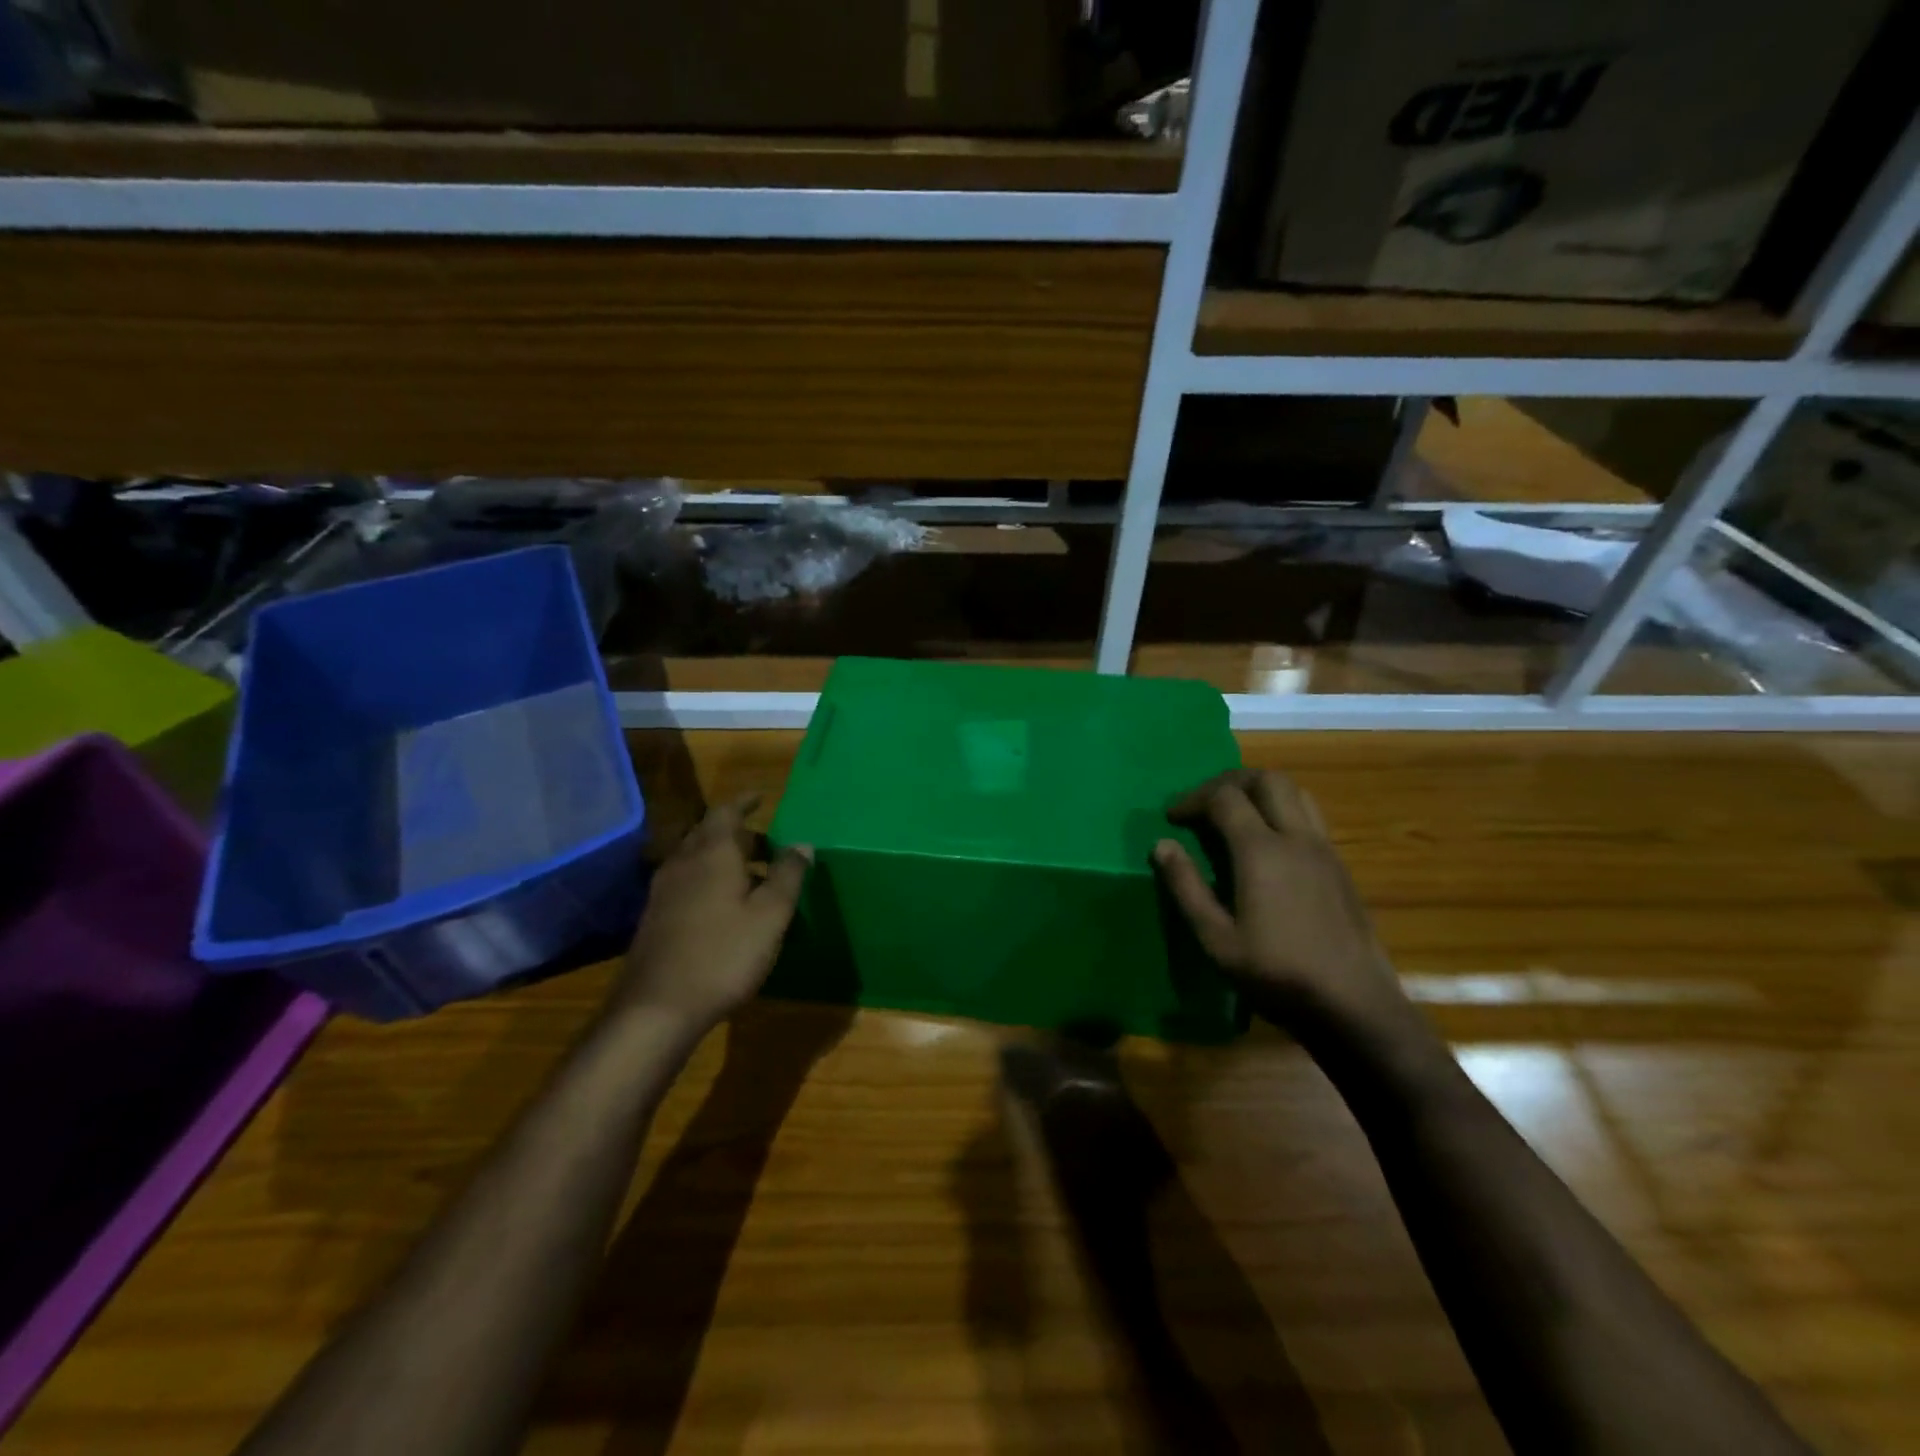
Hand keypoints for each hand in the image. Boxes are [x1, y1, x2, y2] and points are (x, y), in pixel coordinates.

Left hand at [615, 795, 811, 1032]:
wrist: (656, 1008)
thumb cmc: (723, 955)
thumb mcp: (770, 915)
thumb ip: (788, 876)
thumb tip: (802, 844)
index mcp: (713, 853)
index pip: (726, 812)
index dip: (744, 802)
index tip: (762, 798)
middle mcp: (683, 862)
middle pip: (709, 833)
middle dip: (739, 833)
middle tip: (768, 844)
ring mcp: (663, 890)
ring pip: (696, 858)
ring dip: (723, 858)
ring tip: (751, 875)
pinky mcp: (655, 917)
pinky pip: (686, 881)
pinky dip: (708, 879)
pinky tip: (723, 906)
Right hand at [1153, 770, 1410, 1036]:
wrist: (1355, 1006)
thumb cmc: (1277, 975)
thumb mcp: (1216, 939)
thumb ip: (1186, 887)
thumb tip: (1162, 845)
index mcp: (1261, 851)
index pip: (1224, 798)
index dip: (1192, 799)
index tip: (1172, 817)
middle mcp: (1297, 838)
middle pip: (1267, 779)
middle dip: (1230, 781)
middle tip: (1204, 803)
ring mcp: (1325, 850)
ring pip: (1295, 792)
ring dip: (1261, 790)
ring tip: (1236, 814)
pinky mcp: (1340, 867)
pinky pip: (1310, 816)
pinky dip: (1283, 810)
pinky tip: (1268, 844)